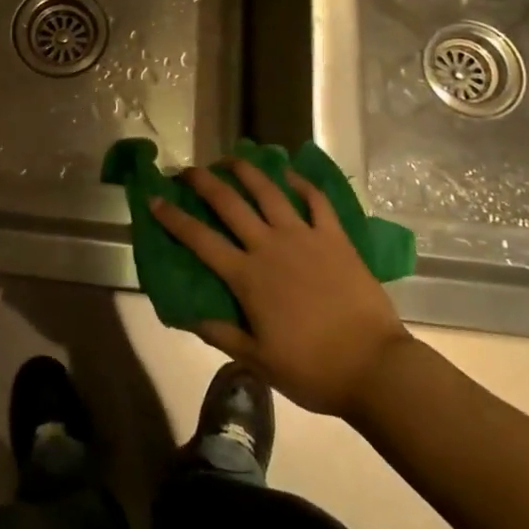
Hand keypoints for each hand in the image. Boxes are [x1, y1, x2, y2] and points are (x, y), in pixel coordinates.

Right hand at [152, 158, 410, 419]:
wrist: (374, 367)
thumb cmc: (313, 369)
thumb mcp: (259, 362)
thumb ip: (223, 335)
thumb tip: (189, 316)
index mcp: (247, 276)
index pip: (200, 240)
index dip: (173, 218)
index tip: (154, 199)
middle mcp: (270, 246)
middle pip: (229, 203)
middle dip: (204, 182)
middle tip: (188, 170)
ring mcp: (304, 236)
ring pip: (269, 191)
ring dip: (246, 171)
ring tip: (231, 159)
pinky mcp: (334, 237)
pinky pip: (316, 201)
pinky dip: (302, 184)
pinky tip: (290, 175)